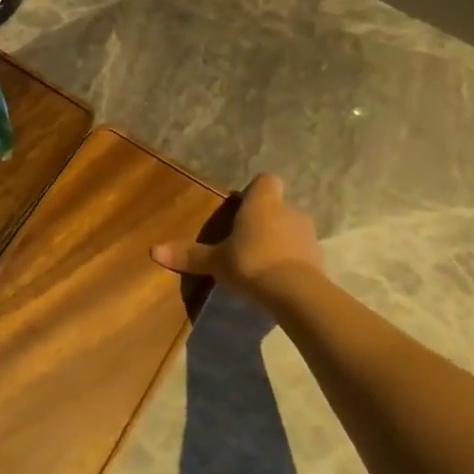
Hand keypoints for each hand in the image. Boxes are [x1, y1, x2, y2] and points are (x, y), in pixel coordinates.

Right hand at [151, 172, 326, 307]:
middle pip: (278, 207)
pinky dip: (291, 262)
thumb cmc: (250, 262)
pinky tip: (276, 281)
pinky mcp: (319, 260)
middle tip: (244, 241)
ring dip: (279, 242)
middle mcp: (289, 211)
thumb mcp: (215, 261)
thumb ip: (188, 255)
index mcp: (263, 203)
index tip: (242, 206)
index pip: (266, 181)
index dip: (255, 191)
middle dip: (264, 221)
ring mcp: (308, 235)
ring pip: (291, 231)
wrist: (295, 293)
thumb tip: (153, 251)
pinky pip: (301, 254)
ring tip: (260, 264)